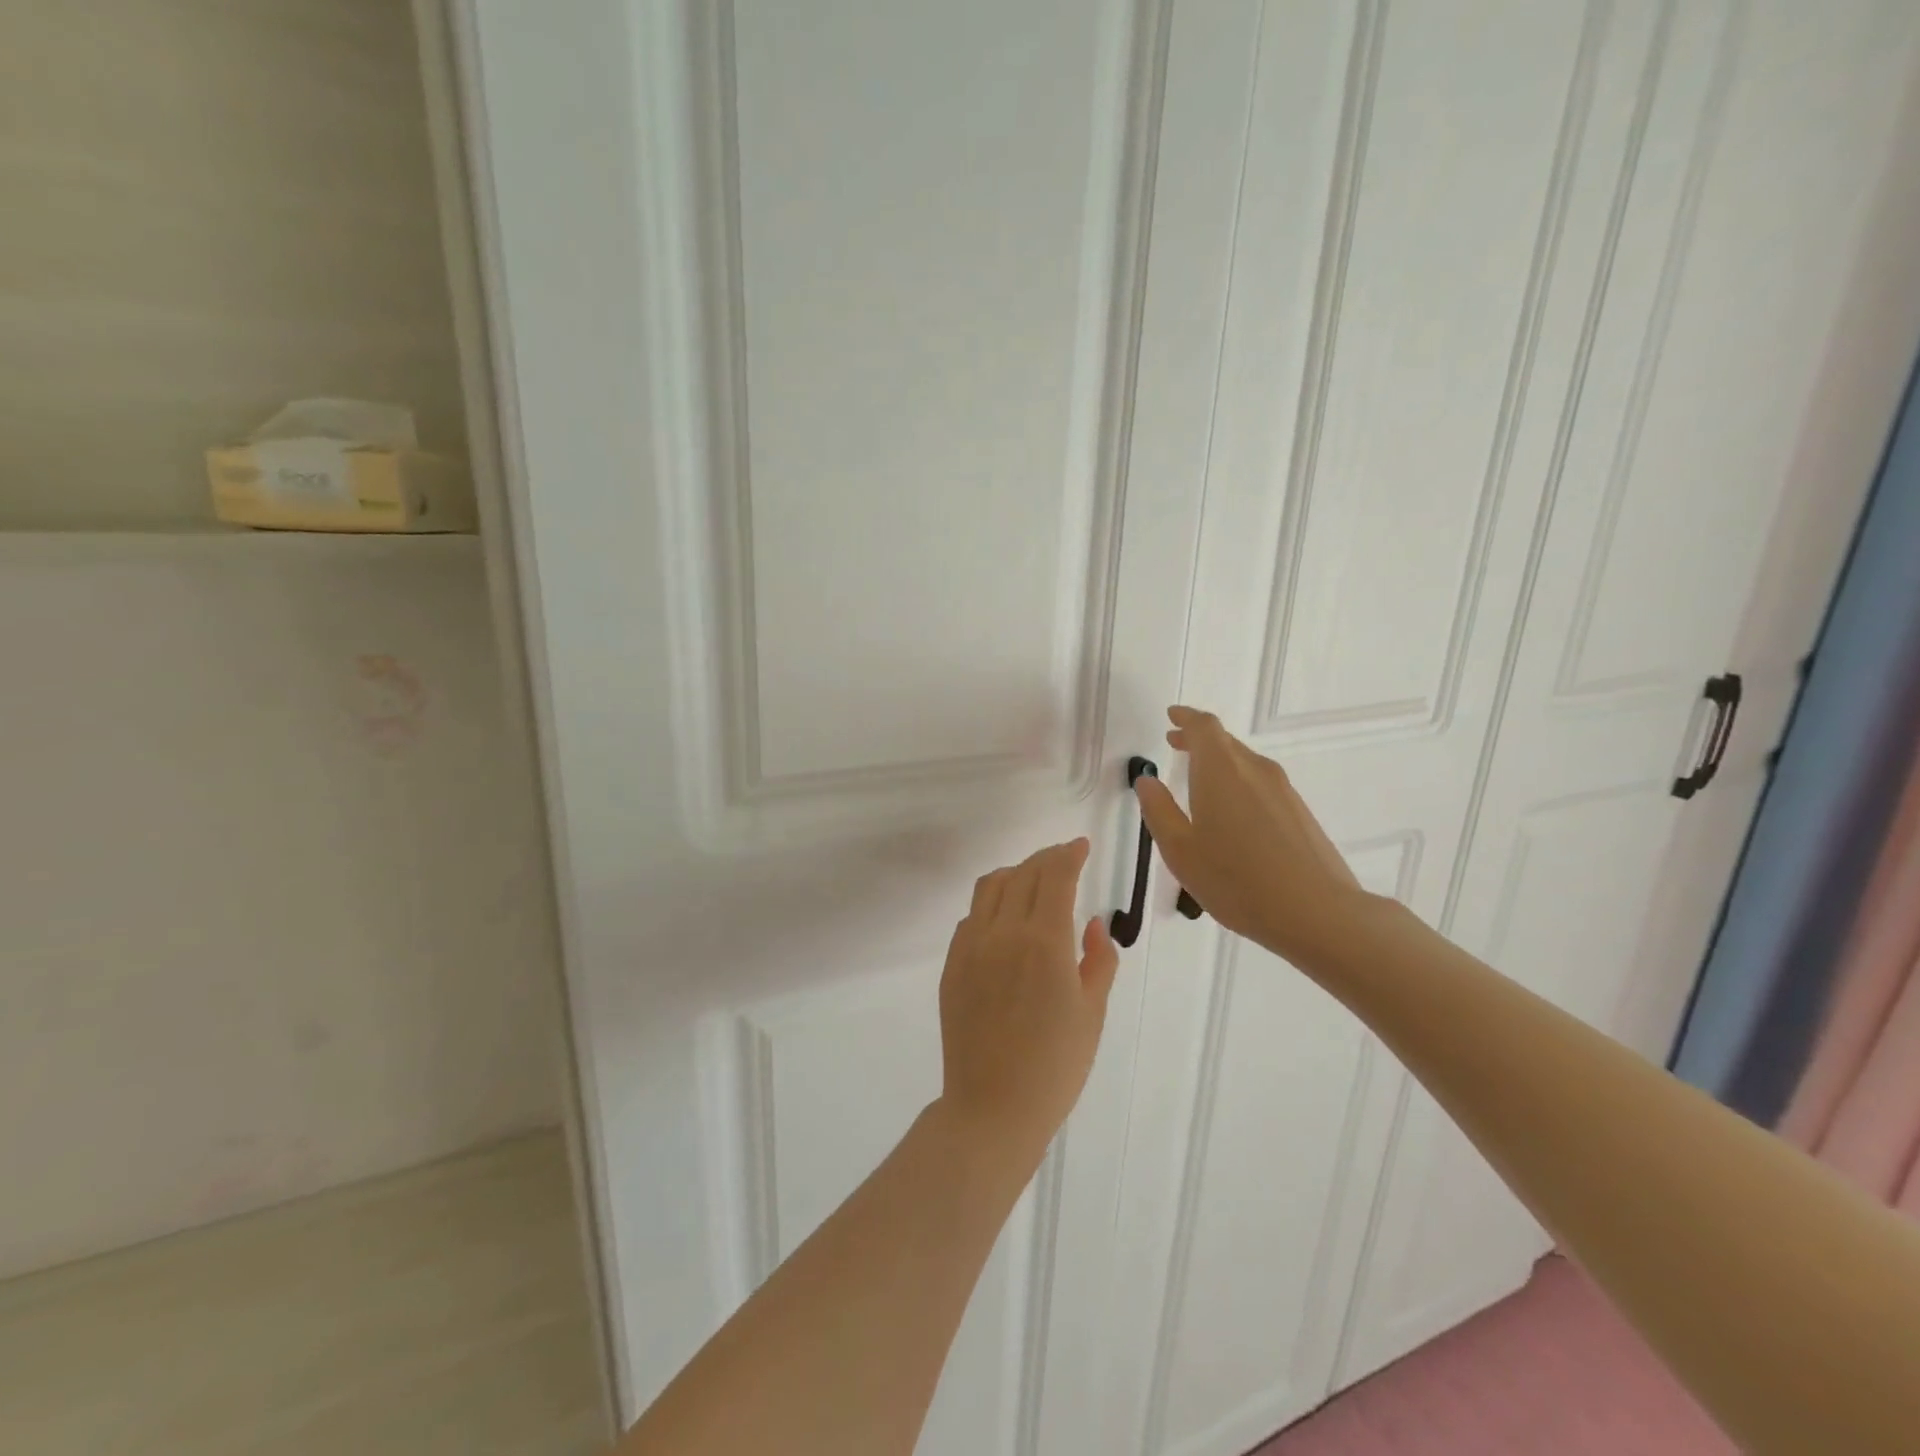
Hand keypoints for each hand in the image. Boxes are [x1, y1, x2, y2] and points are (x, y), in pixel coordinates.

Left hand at [936, 839, 1119, 1170]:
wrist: (993, 1107)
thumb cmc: (1055, 1066)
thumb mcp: (1092, 1013)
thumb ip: (1099, 959)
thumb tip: (1092, 923)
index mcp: (1044, 941)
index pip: (1055, 876)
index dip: (1069, 854)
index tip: (1080, 846)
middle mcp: (1003, 932)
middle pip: (1023, 873)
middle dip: (1046, 859)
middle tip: (1064, 860)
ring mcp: (971, 946)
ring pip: (990, 886)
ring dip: (1015, 873)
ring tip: (1032, 880)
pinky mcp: (952, 964)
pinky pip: (971, 916)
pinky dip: (991, 903)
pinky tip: (1004, 918)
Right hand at [1134, 705, 1368, 968]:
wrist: (1317, 913)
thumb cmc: (1236, 880)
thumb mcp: (1181, 850)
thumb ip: (1159, 811)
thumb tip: (1147, 781)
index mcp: (1221, 771)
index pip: (1204, 727)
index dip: (1185, 718)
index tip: (1172, 716)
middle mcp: (1254, 770)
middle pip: (1225, 741)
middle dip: (1198, 739)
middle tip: (1175, 743)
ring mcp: (1282, 791)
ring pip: (1244, 763)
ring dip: (1218, 763)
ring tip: (1198, 779)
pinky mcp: (1299, 813)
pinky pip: (1260, 784)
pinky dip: (1238, 783)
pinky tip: (1230, 814)